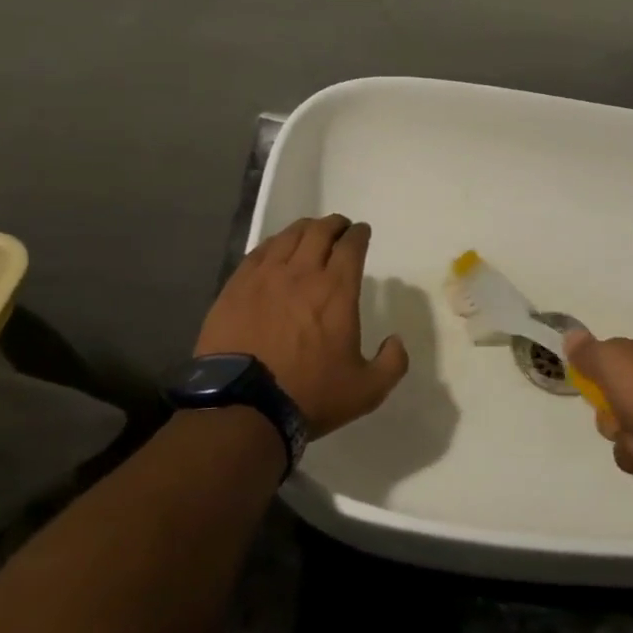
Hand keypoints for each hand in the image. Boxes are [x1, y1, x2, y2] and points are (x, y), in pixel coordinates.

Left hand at [197, 215, 408, 437]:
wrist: (244, 407)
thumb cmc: (310, 395)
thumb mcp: (367, 390)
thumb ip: (392, 363)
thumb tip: (396, 341)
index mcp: (337, 290)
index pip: (351, 246)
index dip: (359, 234)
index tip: (362, 233)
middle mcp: (302, 273)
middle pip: (320, 232)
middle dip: (334, 225)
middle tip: (339, 228)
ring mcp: (265, 276)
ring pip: (288, 236)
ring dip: (305, 229)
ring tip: (310, 233)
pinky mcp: (236, 287)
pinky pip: (259, 252)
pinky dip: (274, 244)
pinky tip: (275, 250)